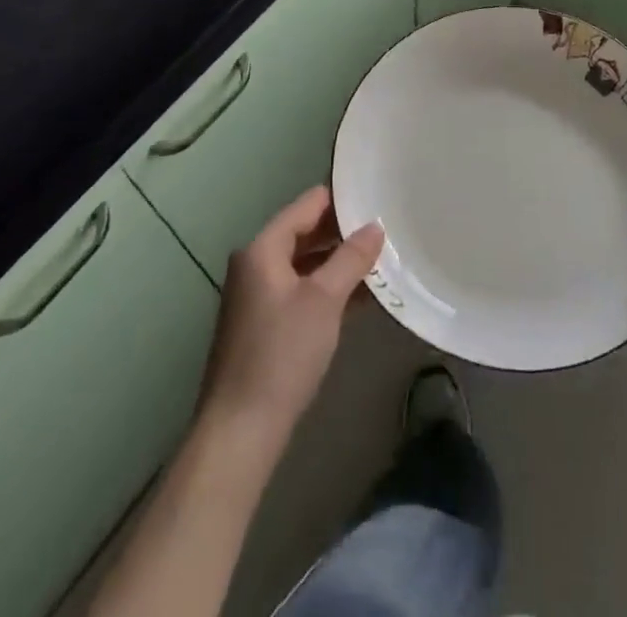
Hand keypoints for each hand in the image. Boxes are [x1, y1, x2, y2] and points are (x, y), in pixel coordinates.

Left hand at [196, 186, 384, 448]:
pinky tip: (362, 296)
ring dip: (339, 262)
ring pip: (306, 263)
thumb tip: (375, 226)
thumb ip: (351, 258)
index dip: (342, 199)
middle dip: (344, 232)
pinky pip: (301, 290)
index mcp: (263, 248)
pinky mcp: (264, 324)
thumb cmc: (282, 354)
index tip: (377, 196)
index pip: (308, 204)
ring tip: (382, 259)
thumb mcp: (324, 300)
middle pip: (306, 232)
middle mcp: (256, 264)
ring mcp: (258, 295)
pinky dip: (328, 288)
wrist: (240, 431)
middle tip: (387, 229)